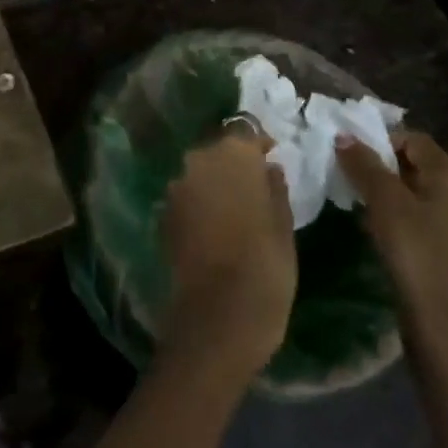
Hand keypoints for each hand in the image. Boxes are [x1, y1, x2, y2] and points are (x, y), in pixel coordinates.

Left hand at [159, 129, 297, 381]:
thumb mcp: (284, 227)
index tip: (272, 157)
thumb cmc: (265, 267)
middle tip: (256, 186)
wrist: (217, 316)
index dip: (259, 143)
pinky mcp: (163, 214)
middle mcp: (198, 161)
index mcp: (232, 156)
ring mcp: (176, 187)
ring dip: (216, 183)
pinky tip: (216, 227)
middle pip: (218, 151)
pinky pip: (187, 198)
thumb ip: (275, 189)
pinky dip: (200, 204)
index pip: (246, 131)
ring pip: (200, 174)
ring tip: (236, 209)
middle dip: (235, 164)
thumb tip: (269, 168)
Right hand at [338, 132, 447, 355]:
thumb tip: (344, 136)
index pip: (413, 139)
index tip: (349, 156)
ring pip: (421, 194)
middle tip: (350, 178)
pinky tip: (382, 233)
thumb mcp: (384, 203)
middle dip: (382, 167)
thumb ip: (364, 165)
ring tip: (361, 206)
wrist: (445, 328)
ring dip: (391, 194)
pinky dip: (403, 218)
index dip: (379, 140)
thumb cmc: (416, 255)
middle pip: (418, 165)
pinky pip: (427, 220)